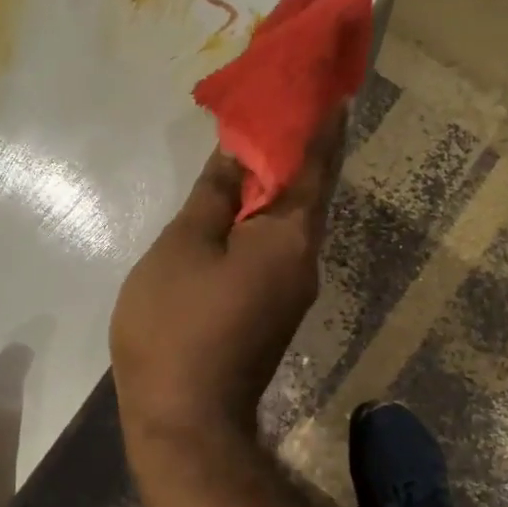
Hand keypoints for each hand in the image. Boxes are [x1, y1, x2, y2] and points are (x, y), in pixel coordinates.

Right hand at [111, 113, 345, 442]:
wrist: (187, 421)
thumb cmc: (177, 326)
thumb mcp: (184, 247)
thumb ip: (215, 194)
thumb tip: (239, 152)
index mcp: (291, 236)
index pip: (315, 162)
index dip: (322, 121)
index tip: (330, 85)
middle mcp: (307, 258)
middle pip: (312, 189)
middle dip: (307, 144)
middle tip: (294, 101)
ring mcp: (295, 287)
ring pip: (295, 218)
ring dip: (287, 177)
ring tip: (267, 137)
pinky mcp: (277, 307)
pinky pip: (280, 243)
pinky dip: (270, 211)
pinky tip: (248, 198)